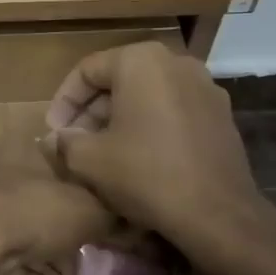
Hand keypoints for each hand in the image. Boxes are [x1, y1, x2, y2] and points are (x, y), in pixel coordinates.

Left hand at [0, 137, 114, 274]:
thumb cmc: (32, 210)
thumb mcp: (89, 211)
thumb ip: (112, 216)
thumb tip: (131, 223)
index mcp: (23, 145)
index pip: (63, 163)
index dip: (86, 194)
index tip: (102, 221)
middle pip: (39, 200)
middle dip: (64, 234)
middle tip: (85, 260)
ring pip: (17, 229)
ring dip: (44, 260)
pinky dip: (21, 271)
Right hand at [45, 42, 275, 266]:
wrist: (216, 213)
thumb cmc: (145, 175)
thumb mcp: (89, 160)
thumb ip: (64, 142)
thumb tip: (54, 139)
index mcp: (141, 60)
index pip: (87, 71)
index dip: (63, 102)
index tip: (53, 133)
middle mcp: (177, 62)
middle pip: (119, 80)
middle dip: (91, 112)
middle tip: (74, 143)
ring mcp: (206, 88)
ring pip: (147, 96)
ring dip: (120, 120)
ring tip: (103, 153)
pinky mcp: (221, 116)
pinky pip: (173, 112)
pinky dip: (150, 127)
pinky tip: (139, 159)